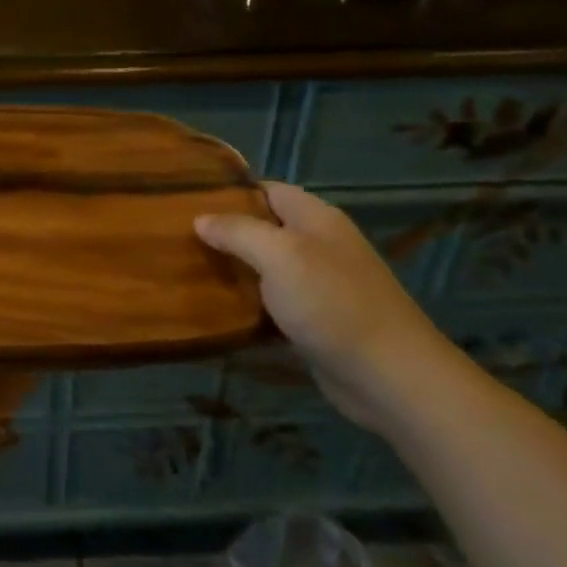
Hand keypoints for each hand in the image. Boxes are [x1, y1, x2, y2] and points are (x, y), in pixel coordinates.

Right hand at [195, 181, 460, 429]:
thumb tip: (200, 219)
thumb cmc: (333, 303)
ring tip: (187, 271)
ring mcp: (319, 285)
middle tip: (177, 239)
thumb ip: (238, 232)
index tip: (186, 201)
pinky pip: (273, 303)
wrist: (390, 377)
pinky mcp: (315, 322)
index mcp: (316, 218)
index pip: (266, 190)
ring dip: (233, 270)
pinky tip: (216, 311)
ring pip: (265, 268)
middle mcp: (319, 246)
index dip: (230, 192)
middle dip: (225, 233)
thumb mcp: (280, 255)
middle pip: (264, 228)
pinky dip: (247, 305)